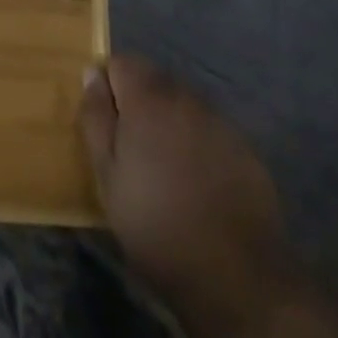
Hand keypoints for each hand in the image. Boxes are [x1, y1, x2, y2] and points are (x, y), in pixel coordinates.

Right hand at [79, 54, 286, 313]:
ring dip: (168, 121)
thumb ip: (96, 117)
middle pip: (154, 79)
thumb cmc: (155, 224)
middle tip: (130, 149)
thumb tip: (91, 74)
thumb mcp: (108, 175)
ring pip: (182, 105)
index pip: (121, 62)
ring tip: (164, 168)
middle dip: (138, 102)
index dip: (108, 86)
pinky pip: (209, 130)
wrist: (236, 275)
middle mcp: (186, 98)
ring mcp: (220, 122)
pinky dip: (197, 143)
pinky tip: (196, 182)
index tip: (105, 122)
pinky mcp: (245, 149)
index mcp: (148, 99)